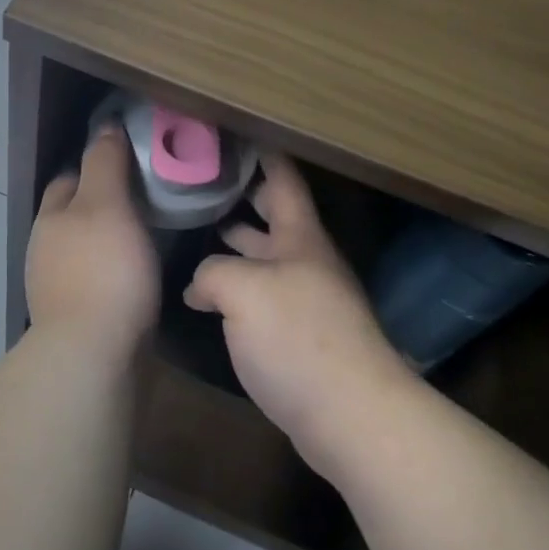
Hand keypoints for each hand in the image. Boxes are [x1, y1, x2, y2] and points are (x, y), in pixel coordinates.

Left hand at [25, 125, 160, 362]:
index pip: (68, 178)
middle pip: (73, 215)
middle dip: (100, 204)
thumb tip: (105, 126)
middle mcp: (45, 250)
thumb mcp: (107, 204)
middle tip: (146, 199)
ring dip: (107, 241)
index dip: (95, 165)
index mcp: (50, 218)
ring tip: (147, 236)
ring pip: (84, 249)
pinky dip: (113, 272)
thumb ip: (104, 163)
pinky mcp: (75, 318)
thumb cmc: (103, 270)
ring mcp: (56, 287)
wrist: (94, 355)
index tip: (129, 162)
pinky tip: (137, 277)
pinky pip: (96, 281)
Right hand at [184, 153, 417, 477]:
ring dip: (236, 244)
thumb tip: (199, 286)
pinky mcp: (299, 337)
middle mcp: (306, 261)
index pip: (282, 179)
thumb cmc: (298, 337)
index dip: (262, 153)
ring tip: (198, 229)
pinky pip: (262, 297)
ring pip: (265, 258)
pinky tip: (209, 296)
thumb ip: (212, 272)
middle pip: (274, 216)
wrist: (350, 416)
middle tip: (202, 180)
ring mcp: (305, 300)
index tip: (234, 133)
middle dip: (243, 196)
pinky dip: (236, 288)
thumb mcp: (243, 290)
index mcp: (301, 237)